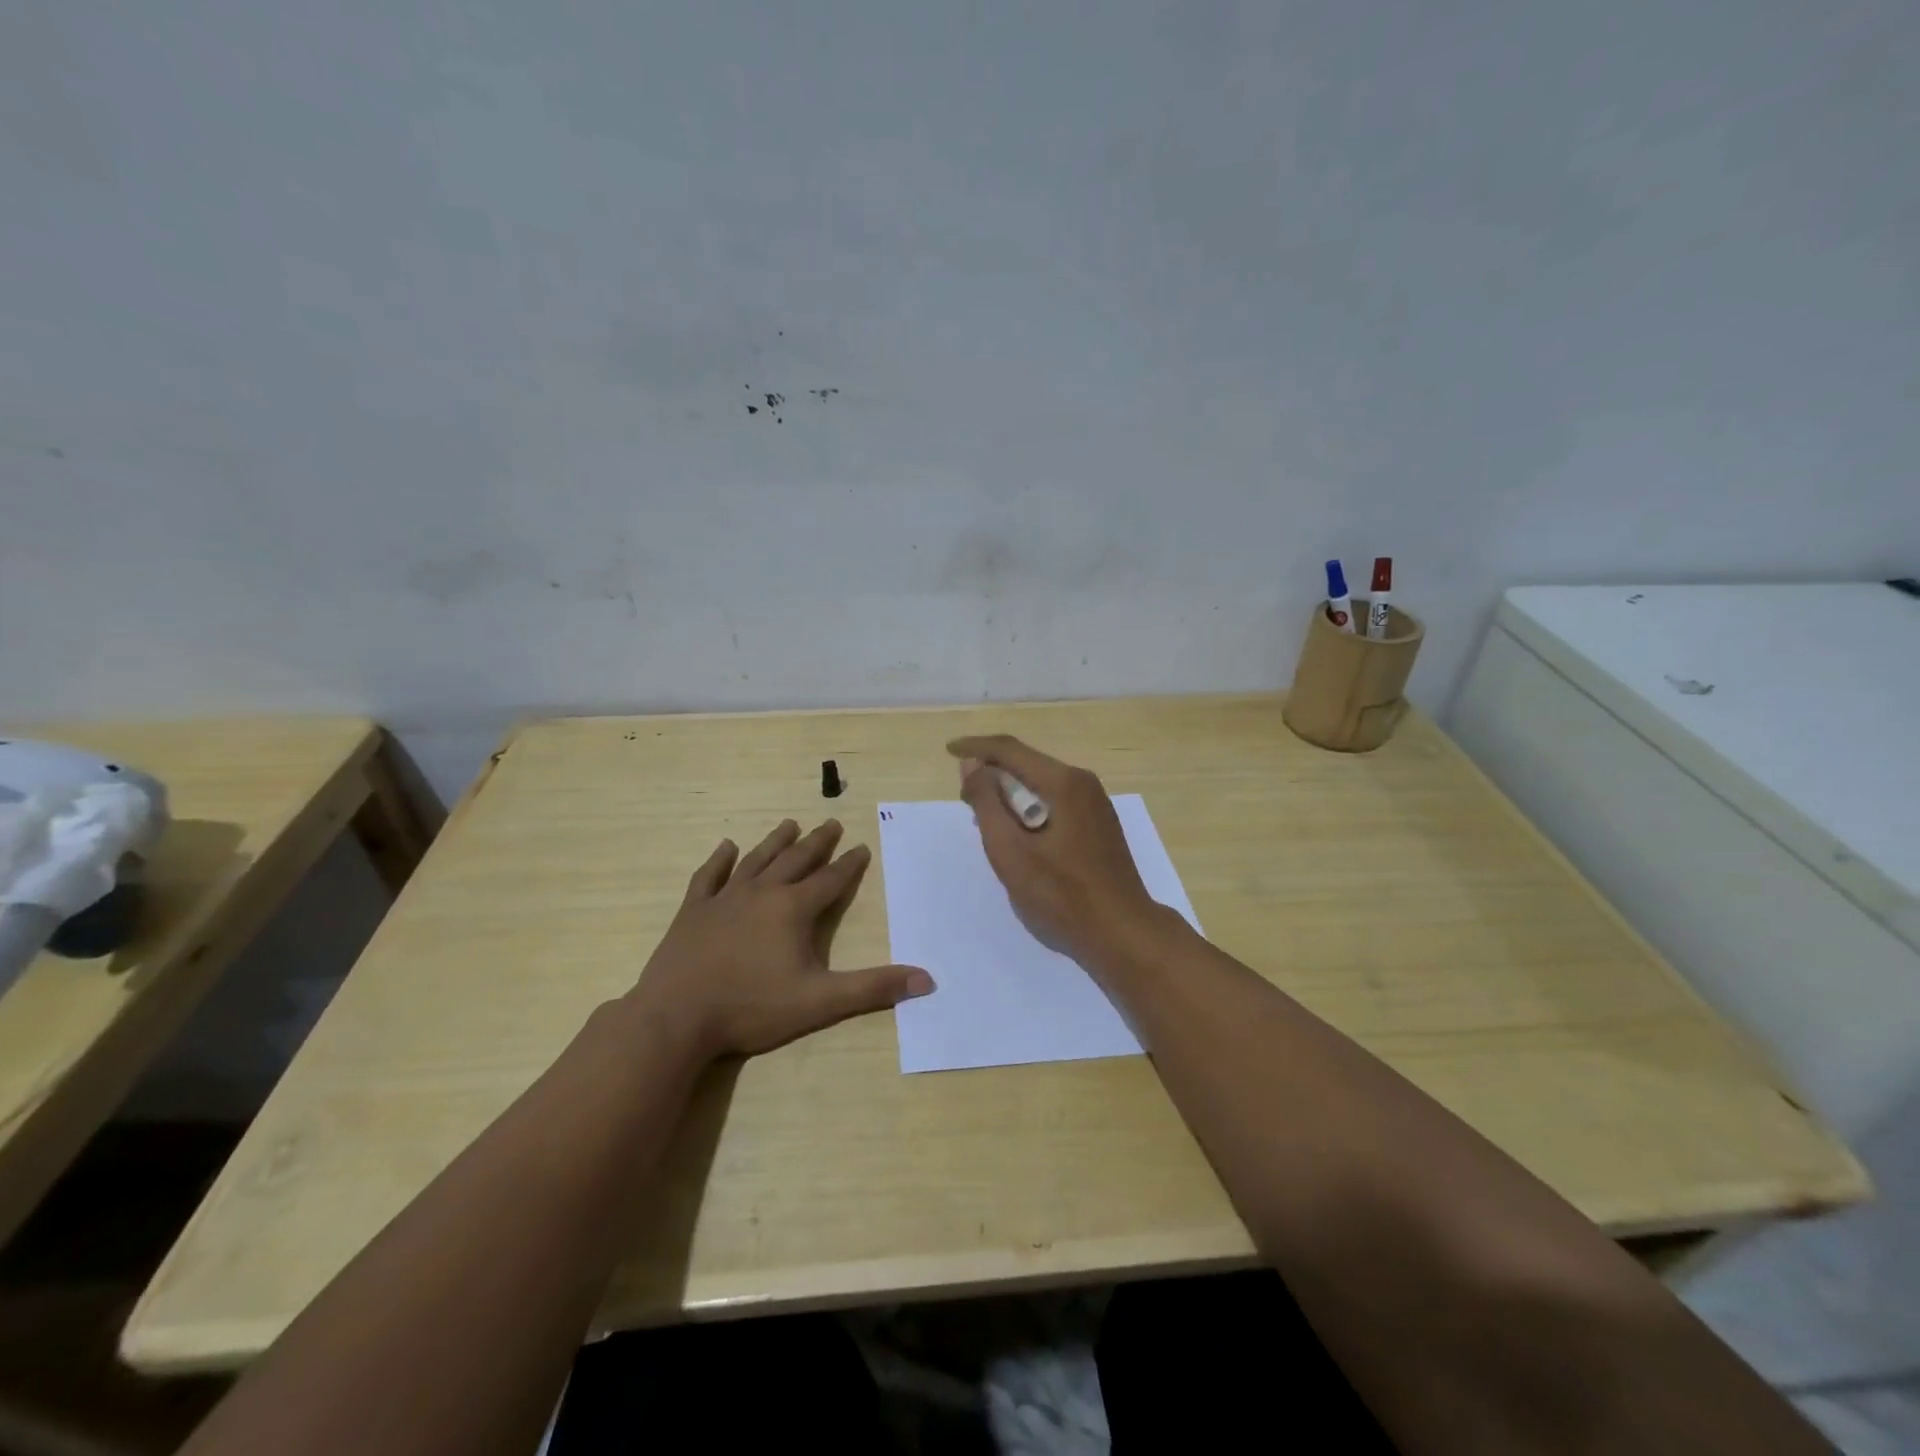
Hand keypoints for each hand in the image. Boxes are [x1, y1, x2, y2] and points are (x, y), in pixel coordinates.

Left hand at [630, 819, 933, 1059]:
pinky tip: (727, 847)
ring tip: (790, 824)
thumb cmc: (751, 1007)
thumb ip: (873, 988)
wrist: (676, 1017)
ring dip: (775, 841)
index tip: (862, 846)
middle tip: (832, 823)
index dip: (849, 864)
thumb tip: (926, 980)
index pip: (830, 880)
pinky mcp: (693, 911)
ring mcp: (724, 899)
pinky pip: (710, 876)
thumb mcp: (820, 1001)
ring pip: (756, 860)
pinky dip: (720, 860)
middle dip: (817, 842)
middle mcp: (762, 893)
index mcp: (793, 910)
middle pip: (796, 860)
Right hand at [948, 735, 1164, 969]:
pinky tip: (1018, 831)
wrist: (1121, 931)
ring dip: (1010, 792)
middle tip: (964, 798)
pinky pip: (1056, 800)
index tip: (948, 750)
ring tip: (985, 816)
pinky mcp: (1099, 823)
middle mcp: (1082, 782)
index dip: (976, 748)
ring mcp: (1095, 802)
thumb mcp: (1010, 850)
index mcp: (1063, 782)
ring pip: (1042, 783)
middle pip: (1027, 763)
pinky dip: (1029, 806)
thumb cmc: (1061, 894)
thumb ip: (987, 803)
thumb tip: (972, 764)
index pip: (1010, 750)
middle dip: (992, 772)